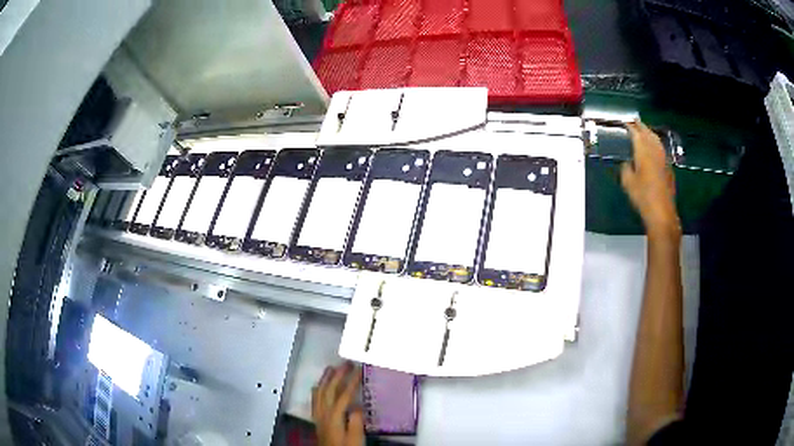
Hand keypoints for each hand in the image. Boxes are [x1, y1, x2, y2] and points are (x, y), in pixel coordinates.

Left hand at [312, 362, 363, 445]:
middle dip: (337, 375)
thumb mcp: (356, 438)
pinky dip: (317, 390)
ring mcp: (319, 416)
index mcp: (334, 416)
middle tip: (346, 364)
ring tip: (331, 369)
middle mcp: (323, 413)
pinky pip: (315, 400)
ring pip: (319, 393)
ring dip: (325, 380)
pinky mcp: (317, 420)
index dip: (351, 381)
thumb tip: (357, 405)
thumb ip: (356, 421)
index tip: (359, 369)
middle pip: (328, 390)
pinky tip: (319, 387)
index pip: (343, 394)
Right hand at [621, 120, 680, 237]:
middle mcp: (655, 152)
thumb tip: (627, 163)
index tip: (625, 122)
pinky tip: (654, 147)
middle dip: (642, 126)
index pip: (636, 134)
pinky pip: (661, 149)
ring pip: (656, 141)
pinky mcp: (668, 168)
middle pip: (648, 134)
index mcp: (643, 152)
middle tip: (635, 121)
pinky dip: (656, 144)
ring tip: (645, 130)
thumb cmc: (643, 197)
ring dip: (650, 133)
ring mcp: (663, 159)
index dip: (631, 126)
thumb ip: (626, 169)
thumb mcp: (628, 183)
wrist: (662, 212)